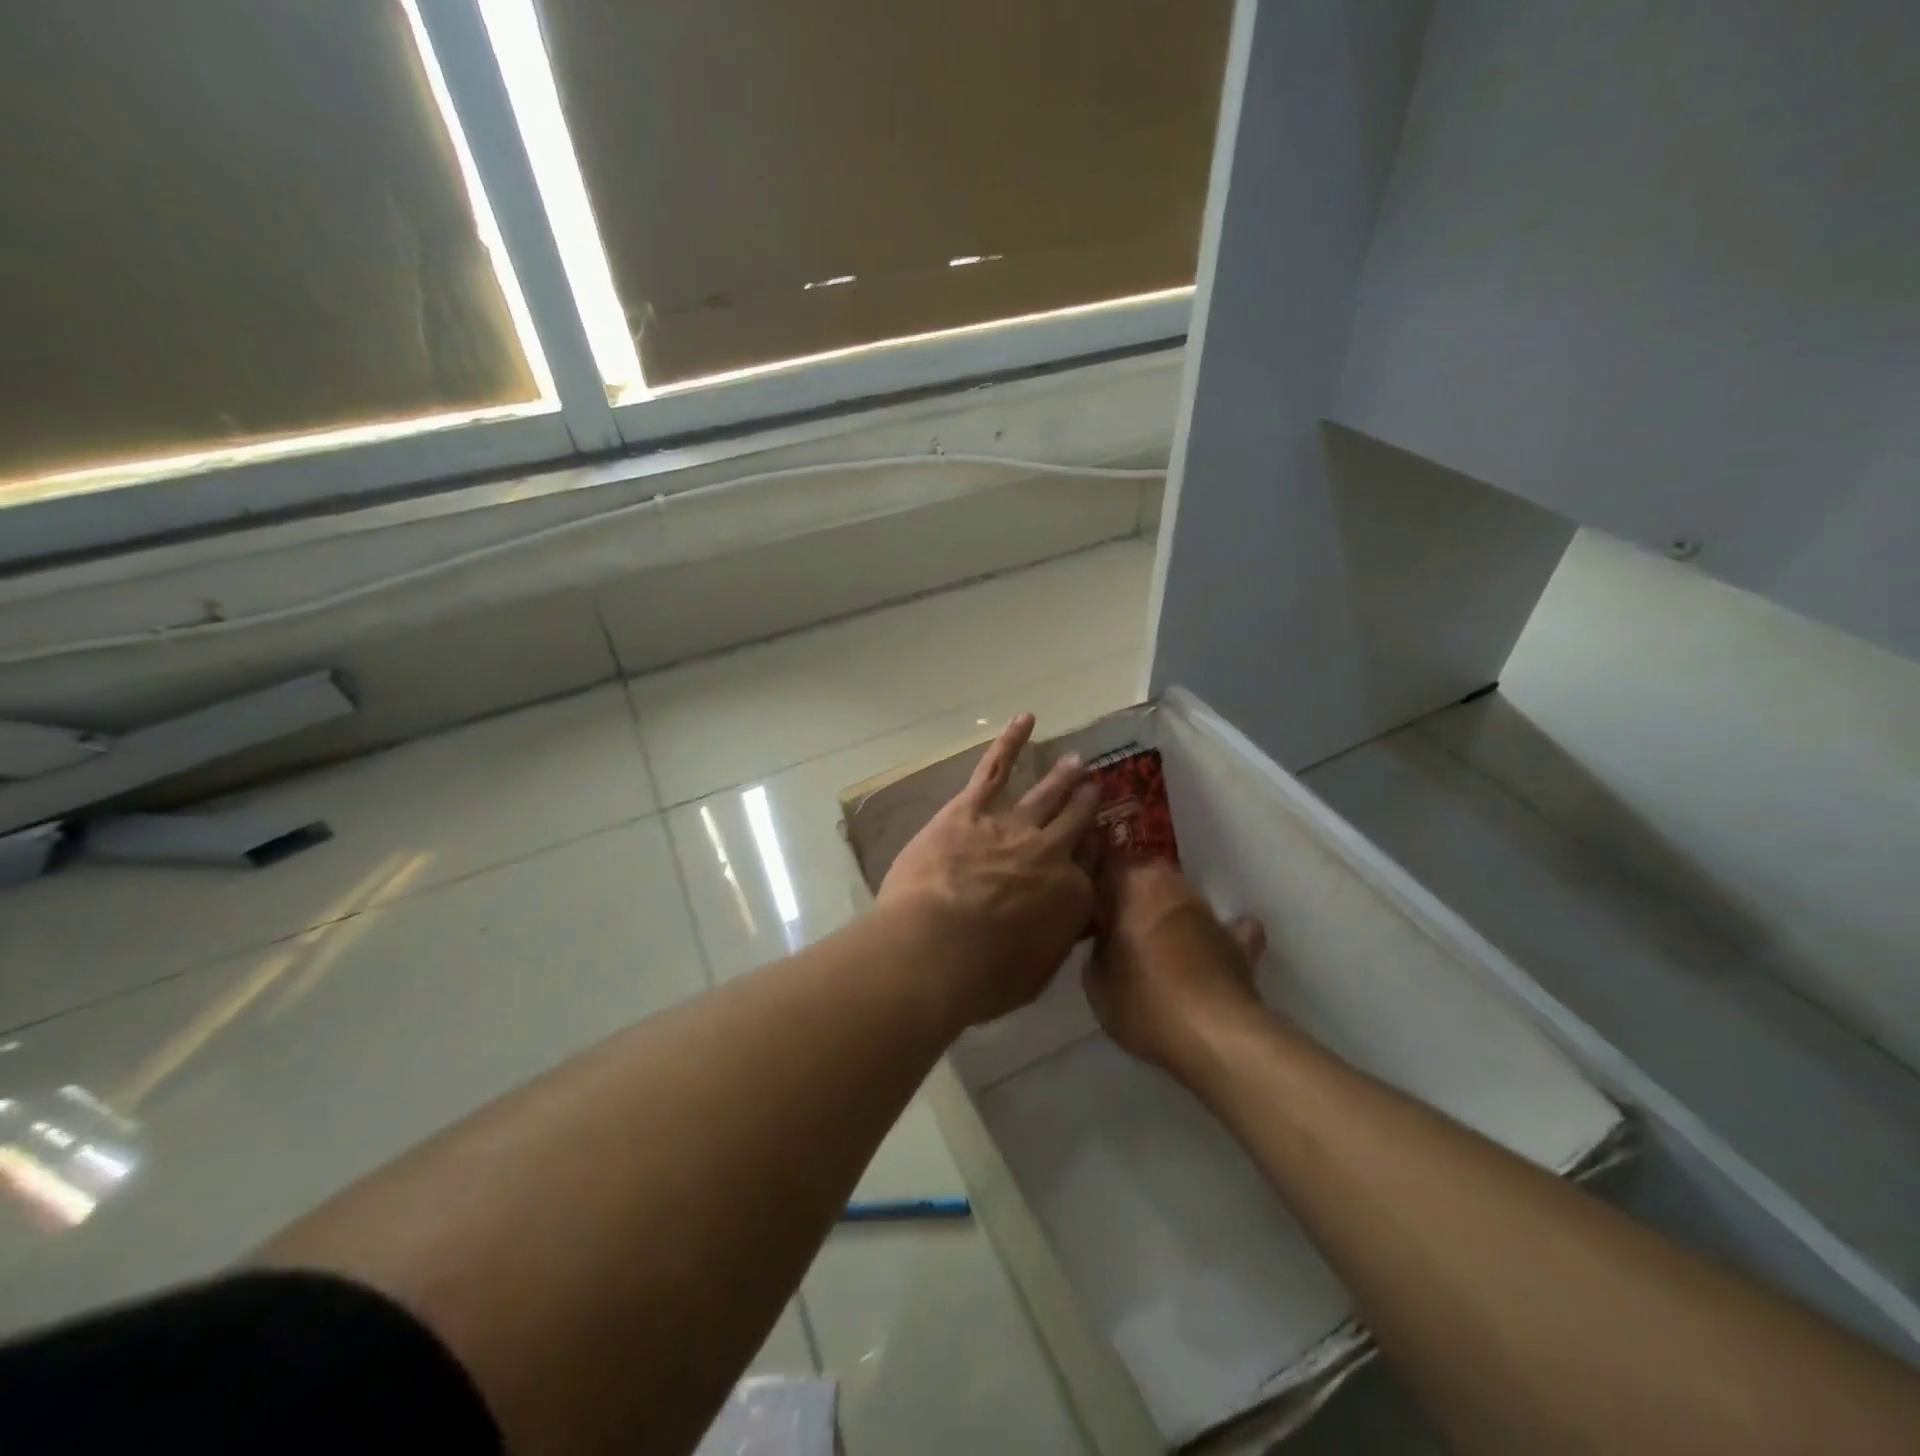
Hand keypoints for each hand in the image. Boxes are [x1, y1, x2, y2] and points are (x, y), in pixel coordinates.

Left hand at [878, 713, 1099, 1027]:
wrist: (937, 947)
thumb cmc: (984, 977)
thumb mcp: (1036, 974)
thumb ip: (1054, 943)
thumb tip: (1062, 927)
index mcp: (1072, 897)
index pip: (1090, 877)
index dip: (1091, 867)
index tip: (1094, 860)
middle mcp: (1051, 853)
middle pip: (1076, 824)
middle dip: (1087, 808)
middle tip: (1095, 792)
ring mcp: (1013, 825)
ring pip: (1046, 795)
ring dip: (1063, 777)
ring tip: (1076, 762)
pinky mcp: (971, 809)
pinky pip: (996, 767)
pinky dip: (1011, 741)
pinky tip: (1025, 718)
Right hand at [1086, 860, 1268, 1081]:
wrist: (1215, 1037)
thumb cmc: (1145, 1001)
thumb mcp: (1095, 980)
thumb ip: (1096, 948)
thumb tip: (1105, 940)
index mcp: (1135, 884)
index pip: (1107, 861)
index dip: (1094, 880)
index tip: (1083, 903)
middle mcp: (1174, 886)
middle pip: (1146, 876)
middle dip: (1129, 894)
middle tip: (1113, 924)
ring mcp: (1210, 913)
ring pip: (1181, 900)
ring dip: (1167, 914)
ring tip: (1153, 946)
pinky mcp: (1239, 943)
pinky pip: (1226, 930)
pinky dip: (1216, 936)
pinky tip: (1210, 951)